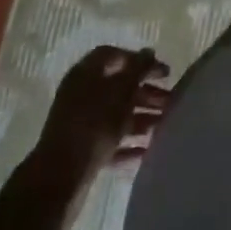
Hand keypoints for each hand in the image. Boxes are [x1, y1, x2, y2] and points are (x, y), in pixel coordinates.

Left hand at [34, 46, 170, 182]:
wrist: (61, 178)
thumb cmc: (94, 123)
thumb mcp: (123, 90)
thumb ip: (139, 68)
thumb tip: (149, 52)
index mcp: (85, 73)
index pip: (113, 55)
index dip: (138, 60)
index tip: (160, 73)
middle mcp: (80, 95)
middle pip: (117, 87)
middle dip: (145, 93)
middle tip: (169, 101)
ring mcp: (79, 126)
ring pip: (115, 116)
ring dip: (140, 118)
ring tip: (163, 125)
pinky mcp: (81, 153)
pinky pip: (109, 142)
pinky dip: (127, 144)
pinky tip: (146, 150)